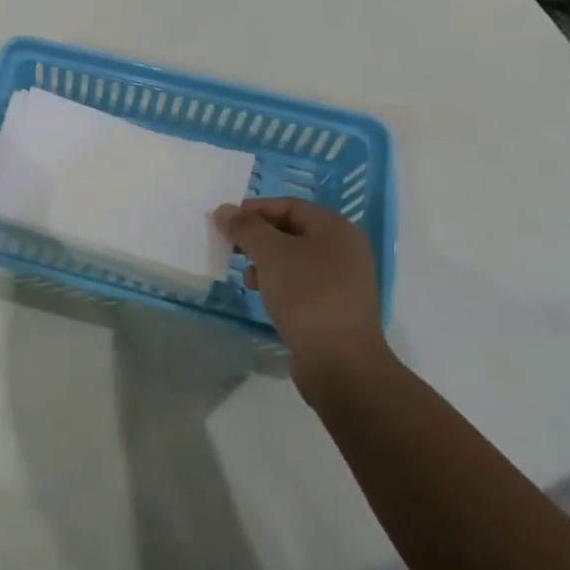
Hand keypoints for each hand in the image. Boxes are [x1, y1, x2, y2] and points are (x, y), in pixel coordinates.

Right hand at [214, 197, 388, 391]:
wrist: (341, 364)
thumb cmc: (307, 296)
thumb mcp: (271, 254)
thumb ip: (246, 228)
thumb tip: (224, 210)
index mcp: (336, 229)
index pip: (289, 205)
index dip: (255, 210)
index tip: (226, 222)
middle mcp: (345, 250)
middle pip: (292, 231)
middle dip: (259, 237)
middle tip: (232, 248)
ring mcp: (344, 281)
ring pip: (295, 259)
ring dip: (266, 262)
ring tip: (247, 278)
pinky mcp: (336, 308)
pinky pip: (302, 284)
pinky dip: (279, 283)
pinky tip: (264, 296)